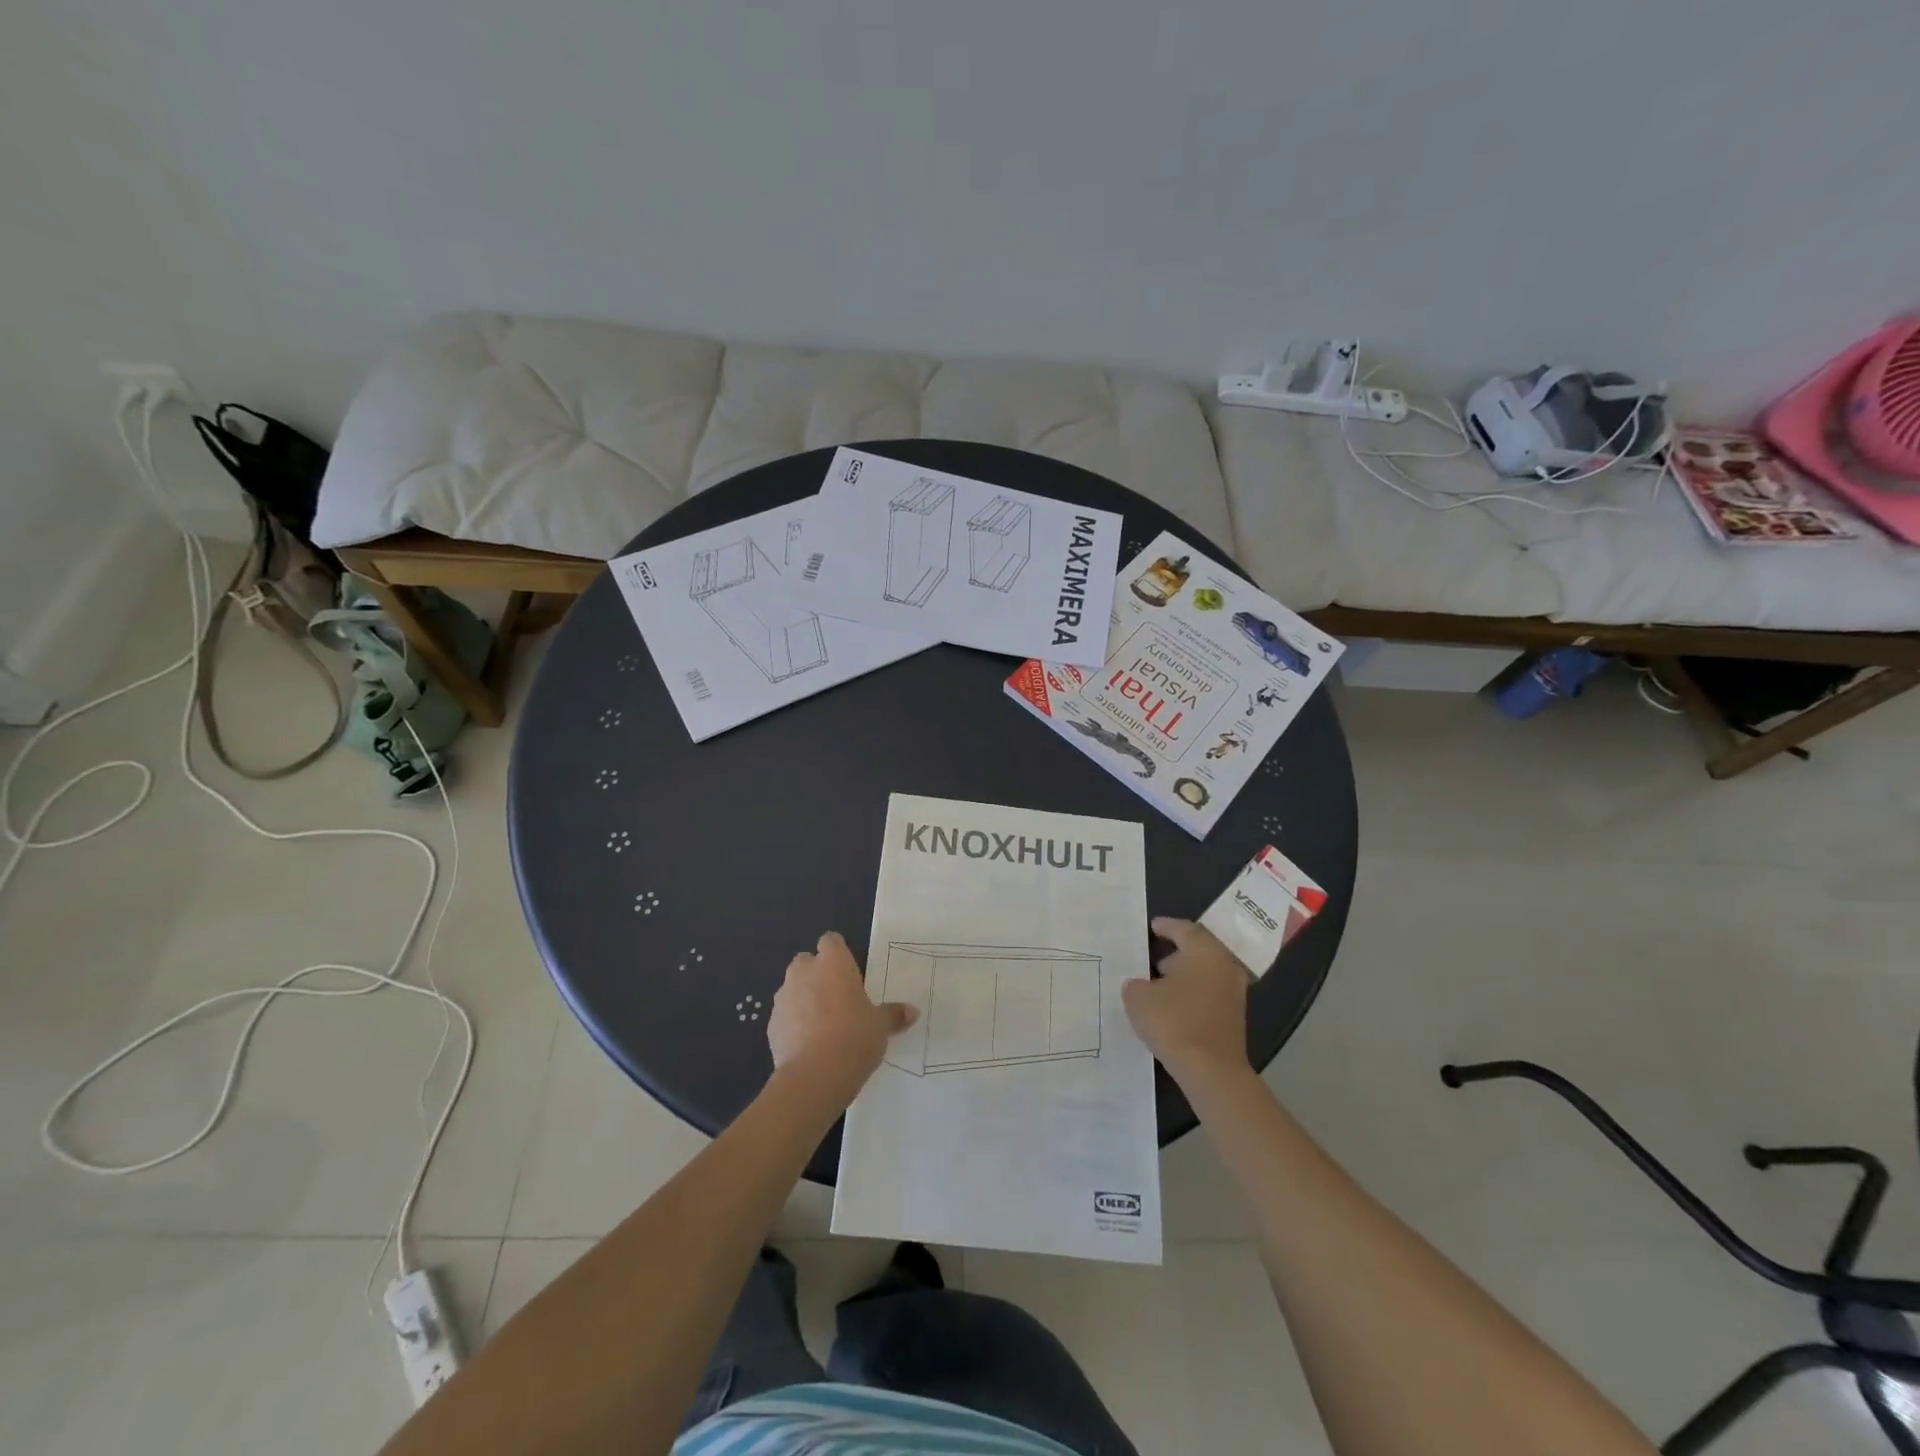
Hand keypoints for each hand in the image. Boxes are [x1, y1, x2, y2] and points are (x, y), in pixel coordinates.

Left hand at [768, 932, 916, 1107]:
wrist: (815, 1076)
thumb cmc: (855, 1037)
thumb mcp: (881, 1026)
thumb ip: (893, 1014)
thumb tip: (912, 1011)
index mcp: (833, 962)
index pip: (831, 941)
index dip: (838, 954)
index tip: (849, 973)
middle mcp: (804, 972)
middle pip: (807, 962)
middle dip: (817, 975)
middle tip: (837, 999)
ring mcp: (783, 997)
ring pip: (793, 988)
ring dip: (803, 999)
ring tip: (823, 1025)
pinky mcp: (771, 1024)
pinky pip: (785, 1016)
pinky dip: (793, 1024)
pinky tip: (808, 1045)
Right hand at [1123, 917, 1252, 1090]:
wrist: (1211, 1071)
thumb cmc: (1174, 1022)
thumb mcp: (1138, 998)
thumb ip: (1135, 984)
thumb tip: (1140, 985)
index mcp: (1204, 951)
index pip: (1184, 929)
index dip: (1166, 926)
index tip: (1152, 926)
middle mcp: (1224, 965)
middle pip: (1199, 949)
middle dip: (1177, 951)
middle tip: (1154, 956)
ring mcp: (1233, 992)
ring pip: (1206, 973)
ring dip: (1185, 974)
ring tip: (1159, 983)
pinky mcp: (1234, 1017)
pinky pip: (1209, 993)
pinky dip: (1192, 993)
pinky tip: (1173, 1005)